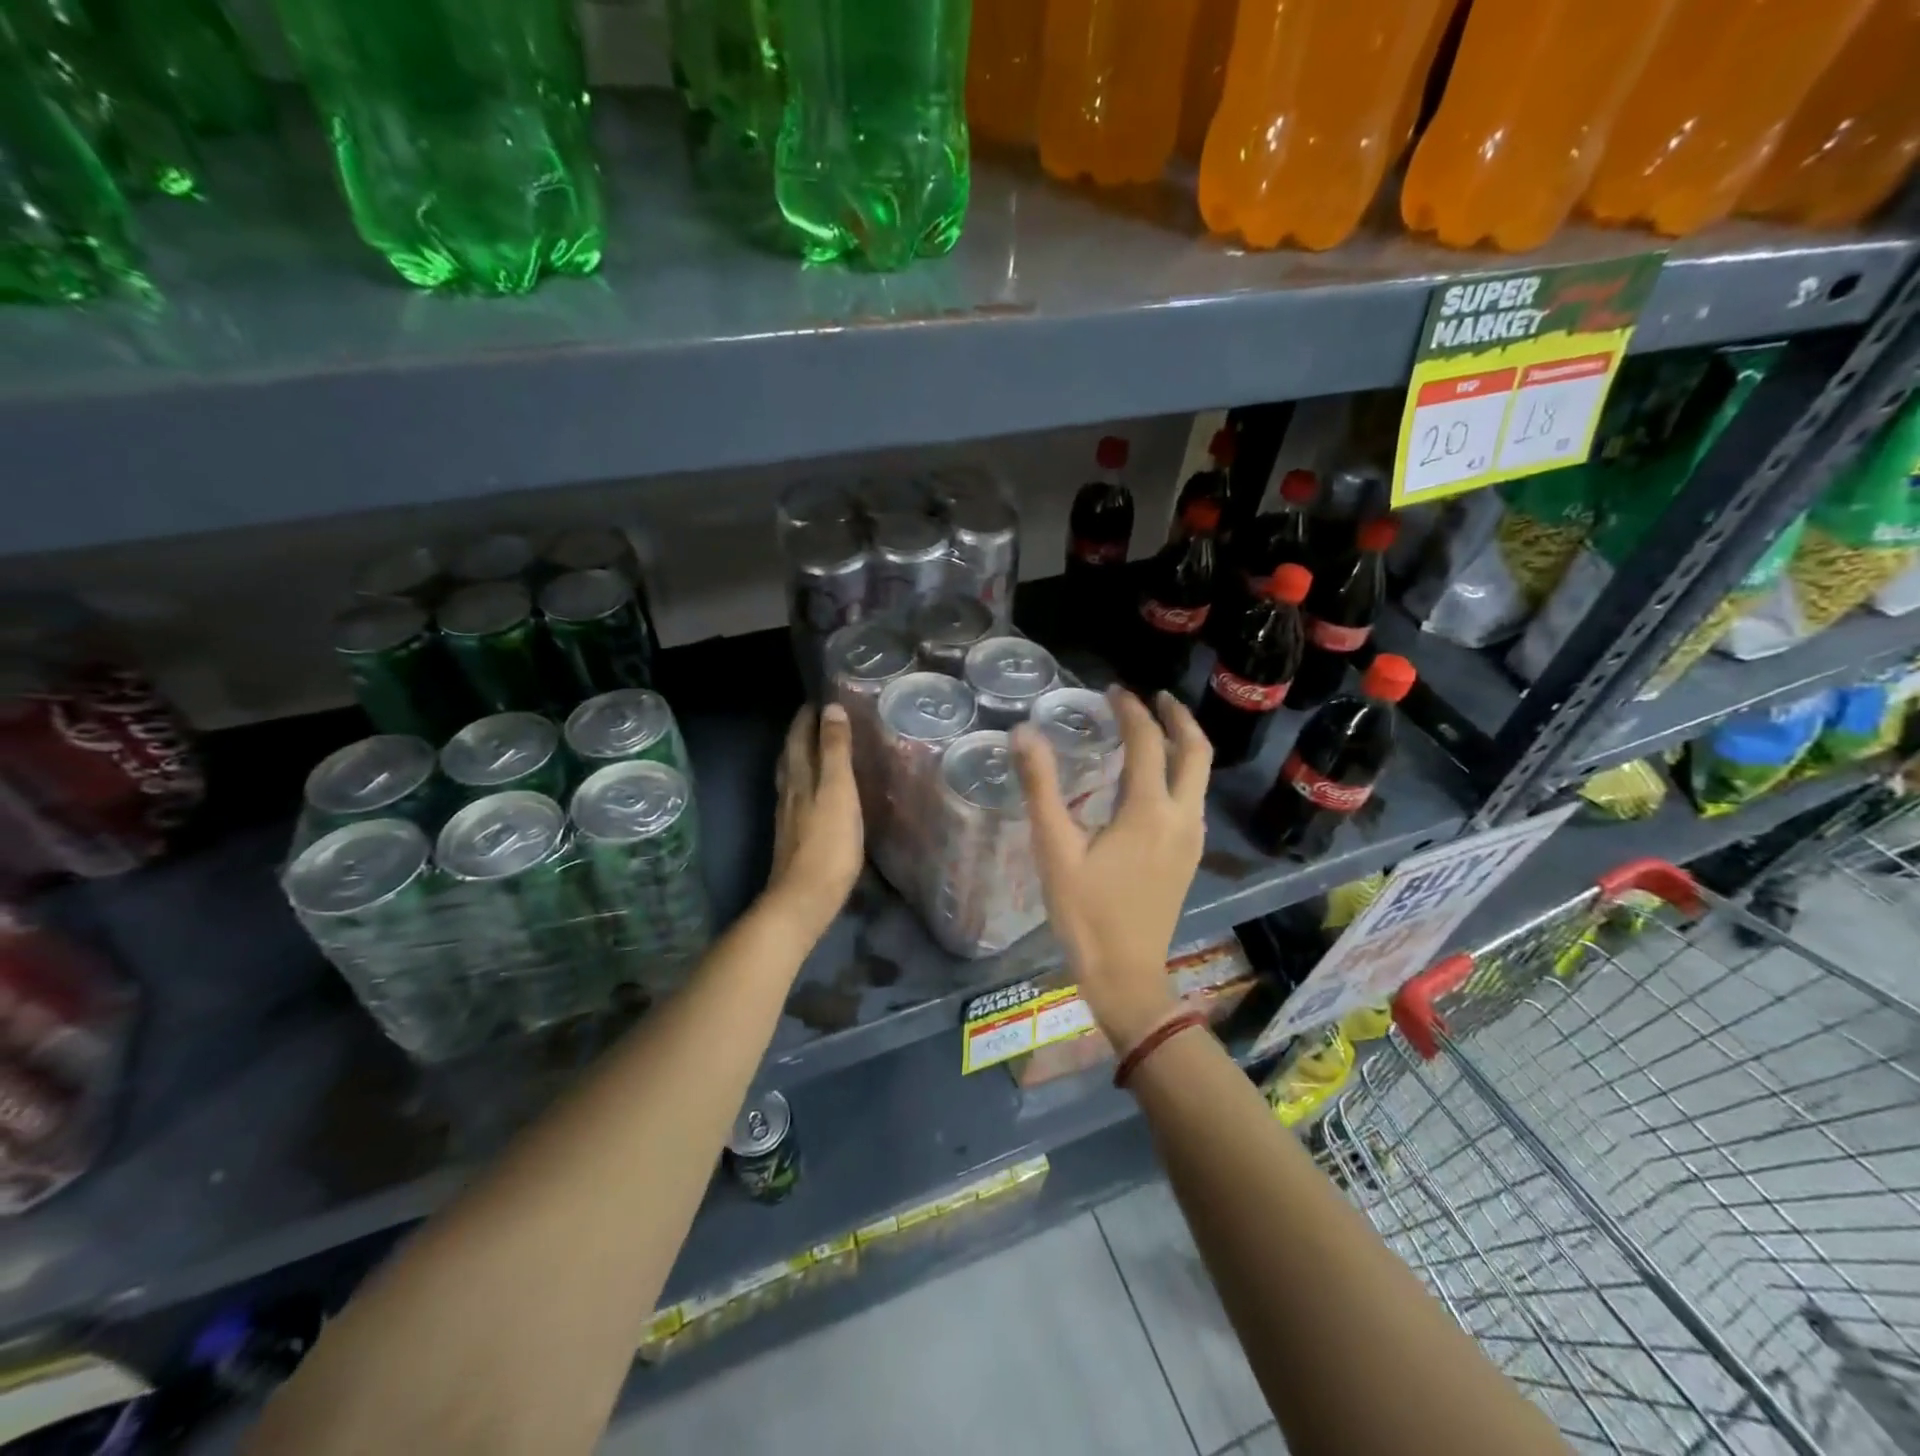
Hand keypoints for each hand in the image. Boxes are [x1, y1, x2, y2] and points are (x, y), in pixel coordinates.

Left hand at [765, 703, 863, 936]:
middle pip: (791, 755)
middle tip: (817, 718)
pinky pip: (797, 797)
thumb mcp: (839, 791)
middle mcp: (789, 792)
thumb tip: (831, 708)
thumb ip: (836, 751)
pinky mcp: (793, 837)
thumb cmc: (828, 844)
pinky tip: (814, 792)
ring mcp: (788, 816)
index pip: (799, 737)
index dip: (806, 717)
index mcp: (800, 777)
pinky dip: (805, 782)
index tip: (819, 699)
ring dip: (800, 757)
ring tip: (815, 749)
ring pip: (791, 776)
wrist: (804, 898)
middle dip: (801, 734)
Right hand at [1012, 688, 1210, 1053]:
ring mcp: (1192, 839)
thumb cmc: (1085, 913)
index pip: (1147, 742)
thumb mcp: (1055, 849)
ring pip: (1200, 777)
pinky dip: (1182, 774)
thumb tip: (1023, 734)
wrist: (1126, 974)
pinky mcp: (1190, 858)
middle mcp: (1182, 817)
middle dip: (1178, 718)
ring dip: (1184, 745)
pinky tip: (1157, 782)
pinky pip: (1194, 799)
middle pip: (1196, 752)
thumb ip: (1041, 788)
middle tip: (1155, 697)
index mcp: (1149, 811)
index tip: (1112, 692)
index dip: (1131, 711)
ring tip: (1156, 730)